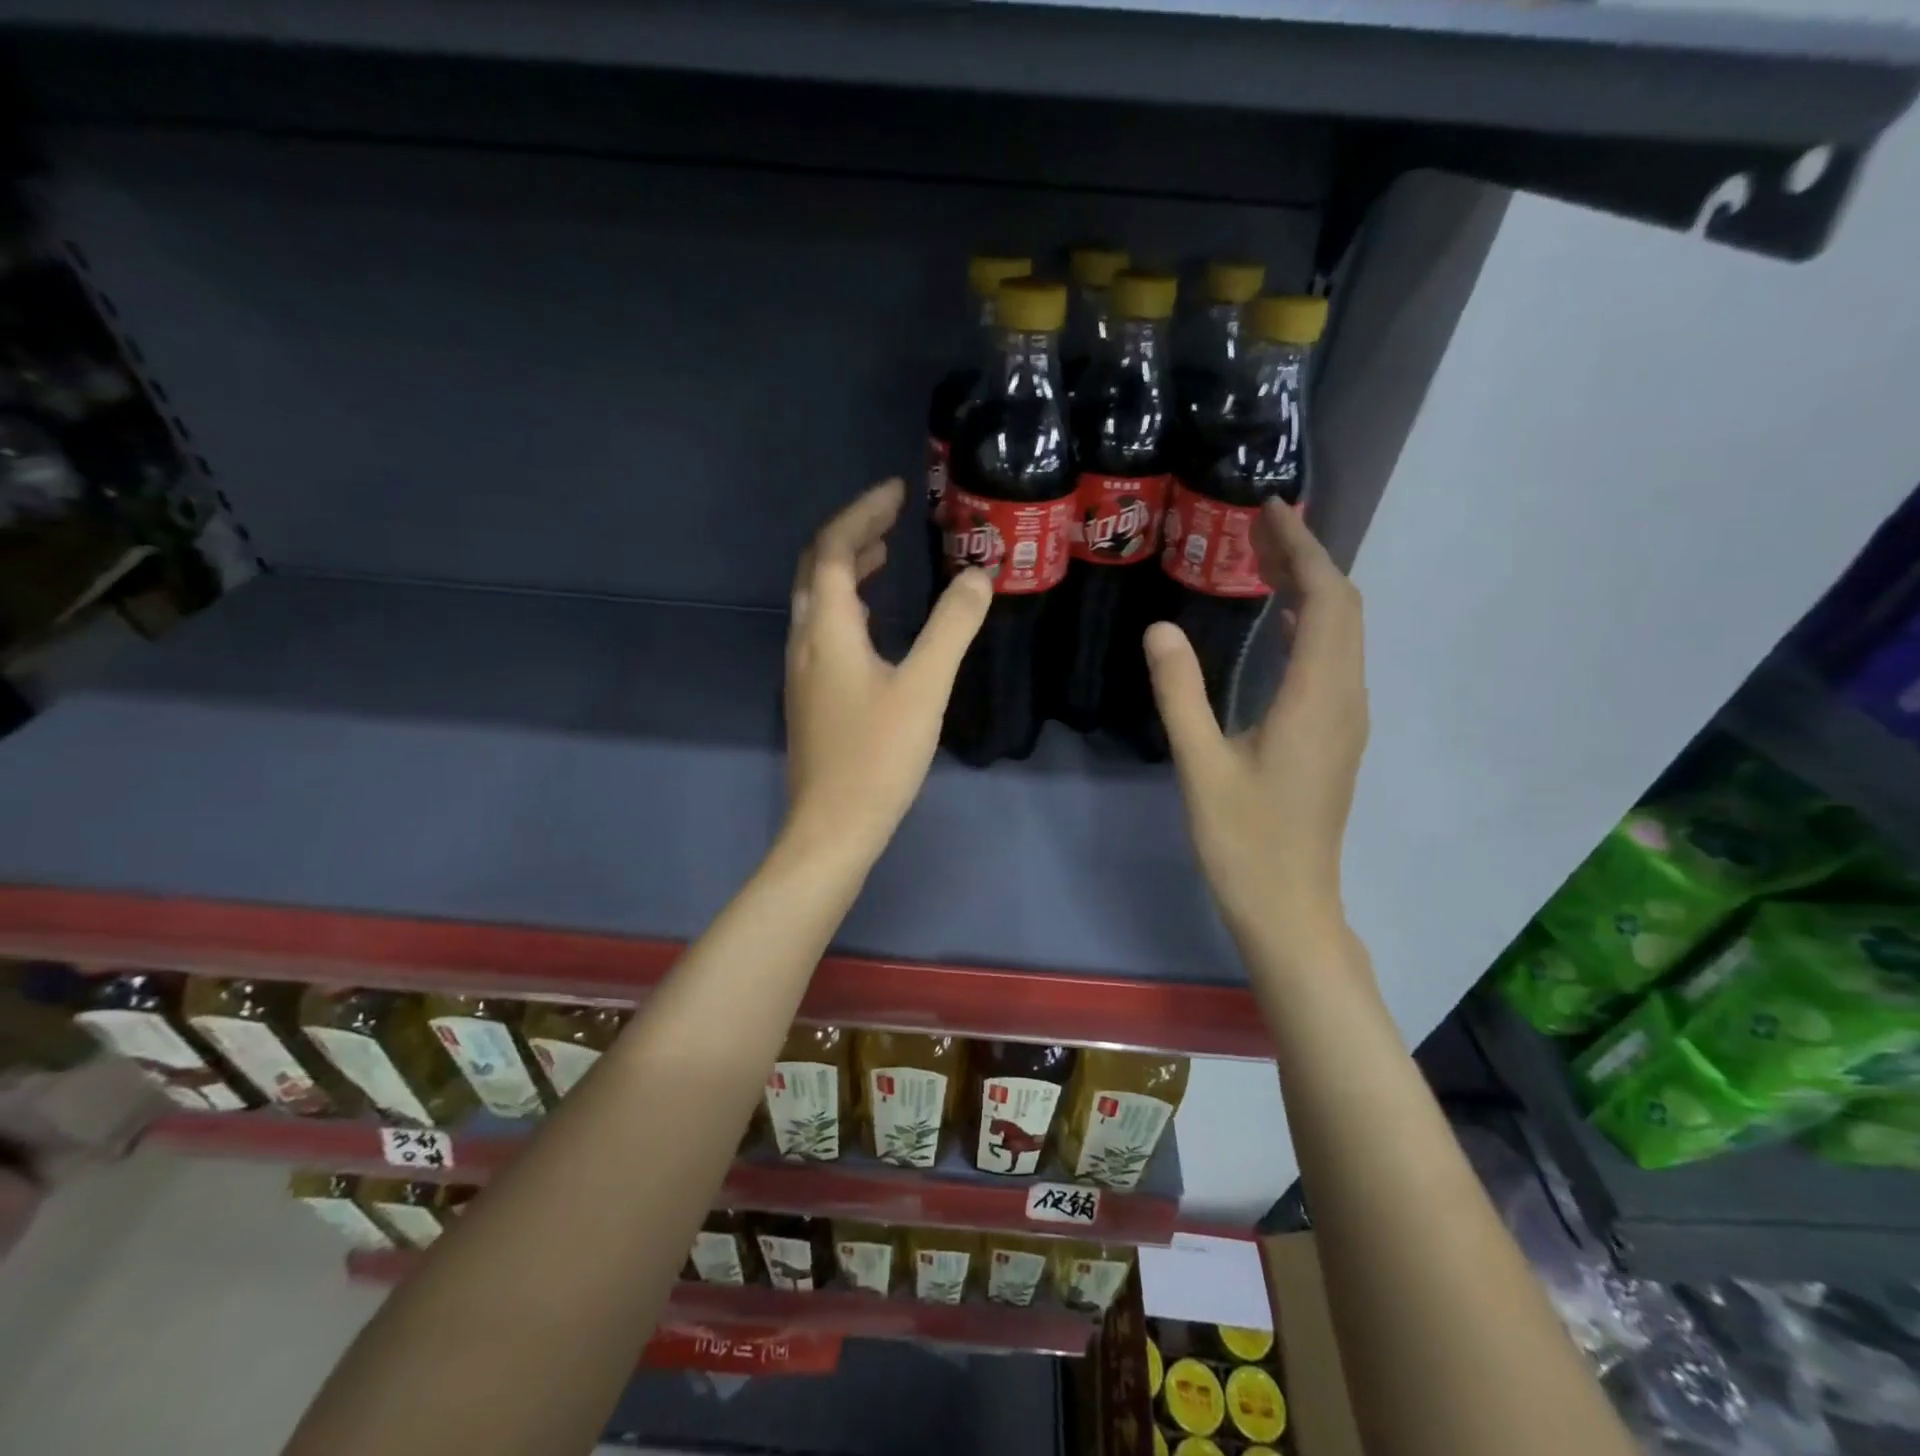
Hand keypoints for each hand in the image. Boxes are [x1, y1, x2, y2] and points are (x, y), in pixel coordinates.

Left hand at [783, 478, 992, 861]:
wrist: (833, 827)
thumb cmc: (878, 756)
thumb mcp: (924, 687)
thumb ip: (952, 627)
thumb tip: (979, 575)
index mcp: (828, 629)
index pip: (836, 549)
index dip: (864, 512)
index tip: (898, 491)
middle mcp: (805, 640)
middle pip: (818, 568)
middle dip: (853, 532)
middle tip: (893, 515)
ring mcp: (802, 669)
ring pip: (817, 600)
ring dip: (848, 568)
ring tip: (886, 553)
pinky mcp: (810, 695)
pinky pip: (823, 628)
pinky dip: (848, 605)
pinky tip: (875, 621)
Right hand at [1145, 500, 1367, 958]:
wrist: (1289, 906)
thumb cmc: (1243, 840)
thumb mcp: (1200, 765)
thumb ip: (1180, 694)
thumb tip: (1160, 629)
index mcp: (1318, 697)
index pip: (1327, 599)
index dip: (1302, 548)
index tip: (1267, 512)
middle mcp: (1345, 698)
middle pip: (1343, 607)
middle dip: (1306, 559)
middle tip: (1254, 530)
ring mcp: (1346, 720)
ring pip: (1343, 633)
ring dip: (1311, 590)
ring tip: (1261, 563)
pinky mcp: (1335, 737)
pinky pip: (1333, 660)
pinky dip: (1309, 625)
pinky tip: (1273, 627)